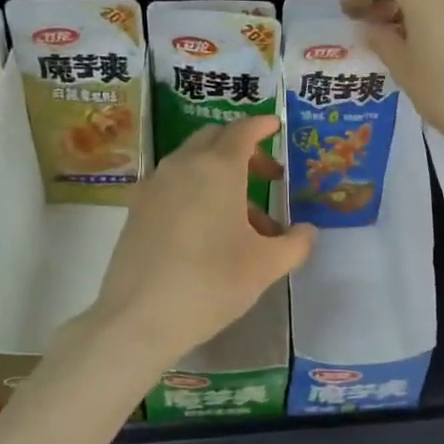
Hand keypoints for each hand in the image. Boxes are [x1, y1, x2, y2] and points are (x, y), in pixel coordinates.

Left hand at [82, 116, 315, 373]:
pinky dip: (196, 192)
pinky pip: (173, 185)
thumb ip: (295, 243)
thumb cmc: (212, 283)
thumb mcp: (266, 266)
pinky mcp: (136, 209)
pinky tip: (209, 232)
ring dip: (221, 177)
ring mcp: (154, 186)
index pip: (243, 130)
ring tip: (245, 221)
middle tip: (267, 176)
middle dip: (243, 150)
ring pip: (192, 164)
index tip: (276, 126)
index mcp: (218, 168)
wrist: (138, 318)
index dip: (262, 125)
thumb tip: (307, 231)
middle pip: (214, 139)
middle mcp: (182, 165)